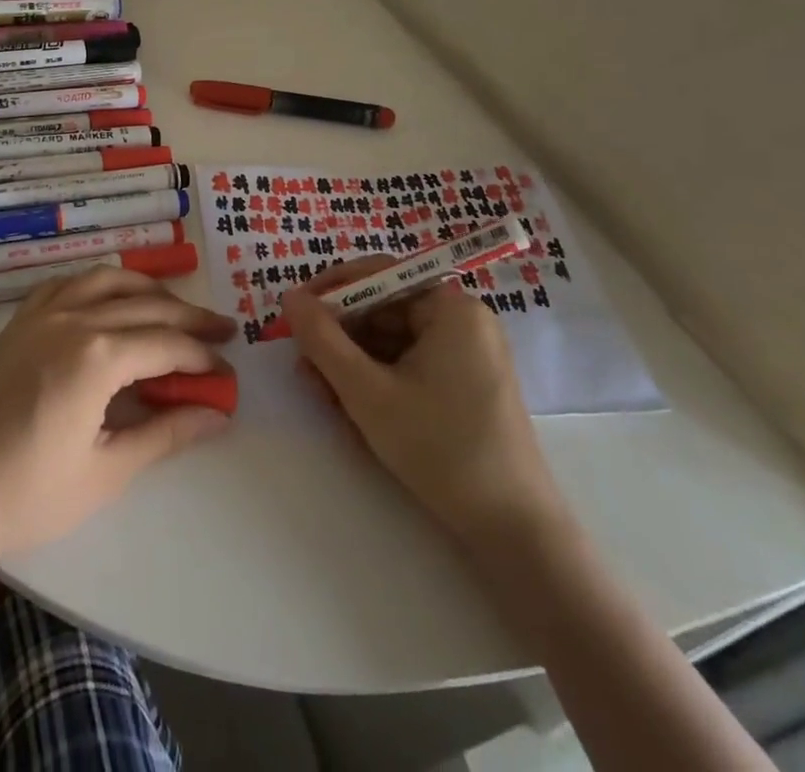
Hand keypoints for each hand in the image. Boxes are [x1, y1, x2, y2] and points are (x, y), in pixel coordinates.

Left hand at [0, 268, 235, 567]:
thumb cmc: (24, 495)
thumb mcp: (105, 472)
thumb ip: (165, 434)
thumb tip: (216, 414)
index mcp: (97, 355)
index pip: (167, 344)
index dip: (202, 359)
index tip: (228, 374)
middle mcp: (73, 318)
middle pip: (146, 305)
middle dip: (189, 318)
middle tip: (222, 333)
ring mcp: (41, 314)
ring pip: (107, 280)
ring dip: (147, 290)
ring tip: (174, 307)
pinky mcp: (18, 321)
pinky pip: (68, 283)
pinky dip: (99, 284)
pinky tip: (108, 301)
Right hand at [282, 259, 564, 548]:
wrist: (514, 530)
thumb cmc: (439, 448)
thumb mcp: (367, 392)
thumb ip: (322, 340)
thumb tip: (290, 297)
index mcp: (449, 307)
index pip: (378, 275)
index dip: (331, 290)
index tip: (293, 312)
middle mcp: (462, 320)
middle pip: (384, 310)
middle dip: (340, 337)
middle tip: (303, 366)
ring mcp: (467, 354)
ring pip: (393, 342)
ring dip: (353, 364)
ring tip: (321, 396)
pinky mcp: (465, 385)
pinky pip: (410, 366)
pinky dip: (378, 381)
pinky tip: (352, 410)